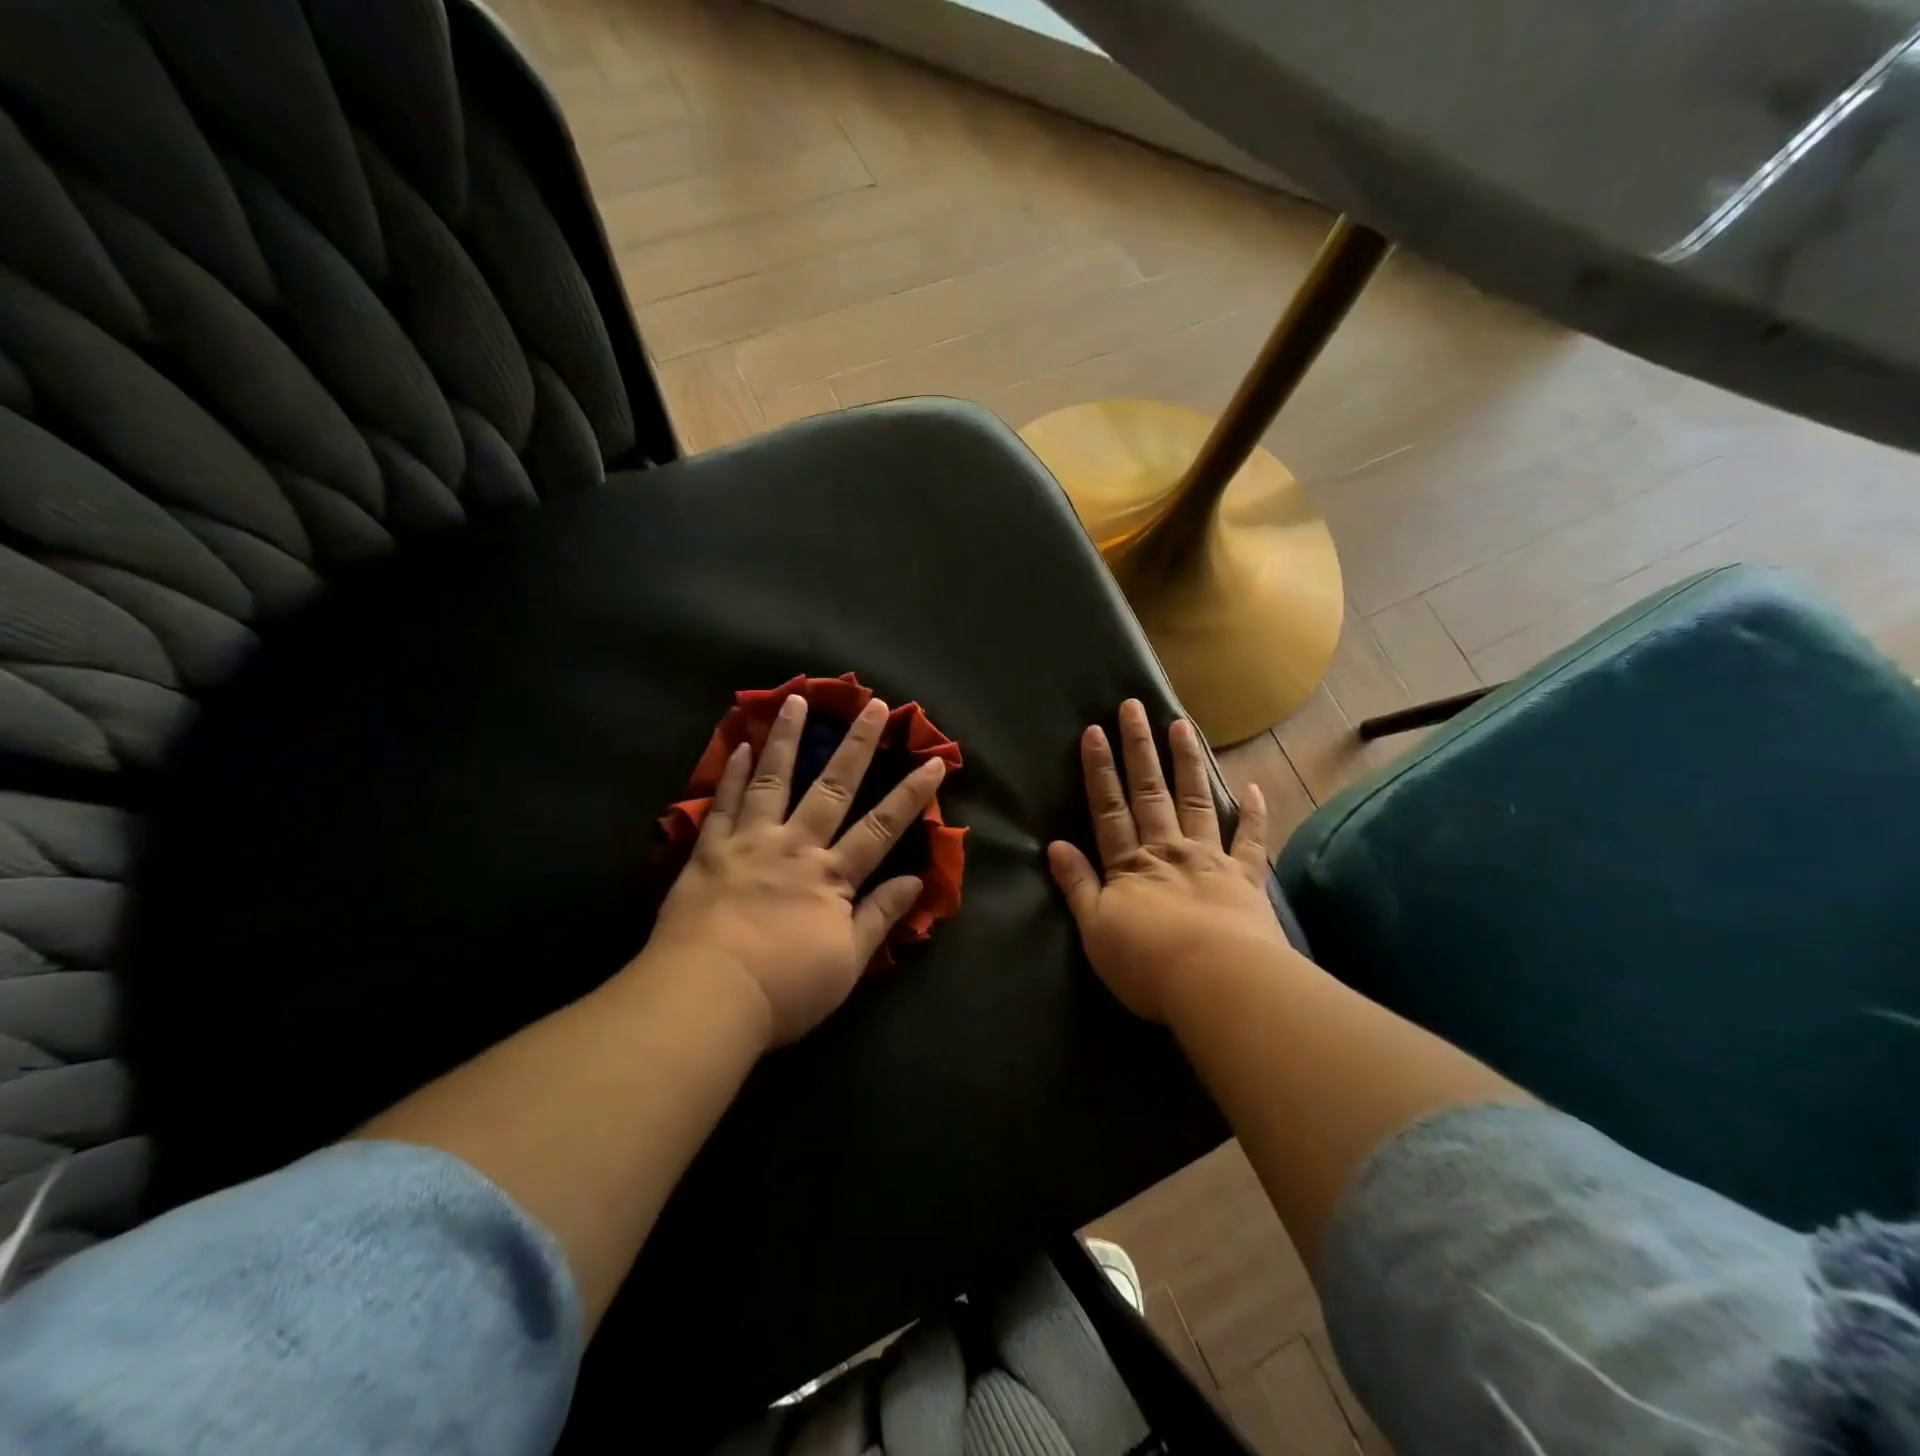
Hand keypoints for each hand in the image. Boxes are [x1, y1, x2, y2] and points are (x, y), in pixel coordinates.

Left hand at [644, 693, 944, 1047]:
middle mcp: (795, 847)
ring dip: (787, 738)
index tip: (934, 761)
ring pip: (774, 780)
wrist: (706, 997)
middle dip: (858, 745)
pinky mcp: (709, 851)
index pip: (881, 827)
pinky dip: (734, 773)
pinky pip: (724, 803)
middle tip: (874, 705)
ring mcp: (749, 843)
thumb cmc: (785, 989)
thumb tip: (915, 880)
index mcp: (832, 876)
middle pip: (833, 788)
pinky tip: (741, 747)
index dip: (911, 794)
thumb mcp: (847, 963)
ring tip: (796, 700)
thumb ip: (879, 916)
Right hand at [1047, 699, 1283, 1022]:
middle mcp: (1167, 849)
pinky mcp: (1245, 878)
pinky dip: (1252, 812)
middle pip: (1149, 792)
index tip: (1094, 731)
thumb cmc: (1147, 963)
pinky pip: (1249, 839)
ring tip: (1182, 725)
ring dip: (1186, 762)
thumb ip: (1077, 885)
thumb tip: (1055, 845)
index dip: (1099, 770)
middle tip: (1134, 707)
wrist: (1217, 982)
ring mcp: (1209, 858)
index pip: (1108, 808)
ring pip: (1195, 800)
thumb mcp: (1095, 929)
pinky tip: (1254, 786)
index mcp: (1129, 864)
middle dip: (1139, 749)